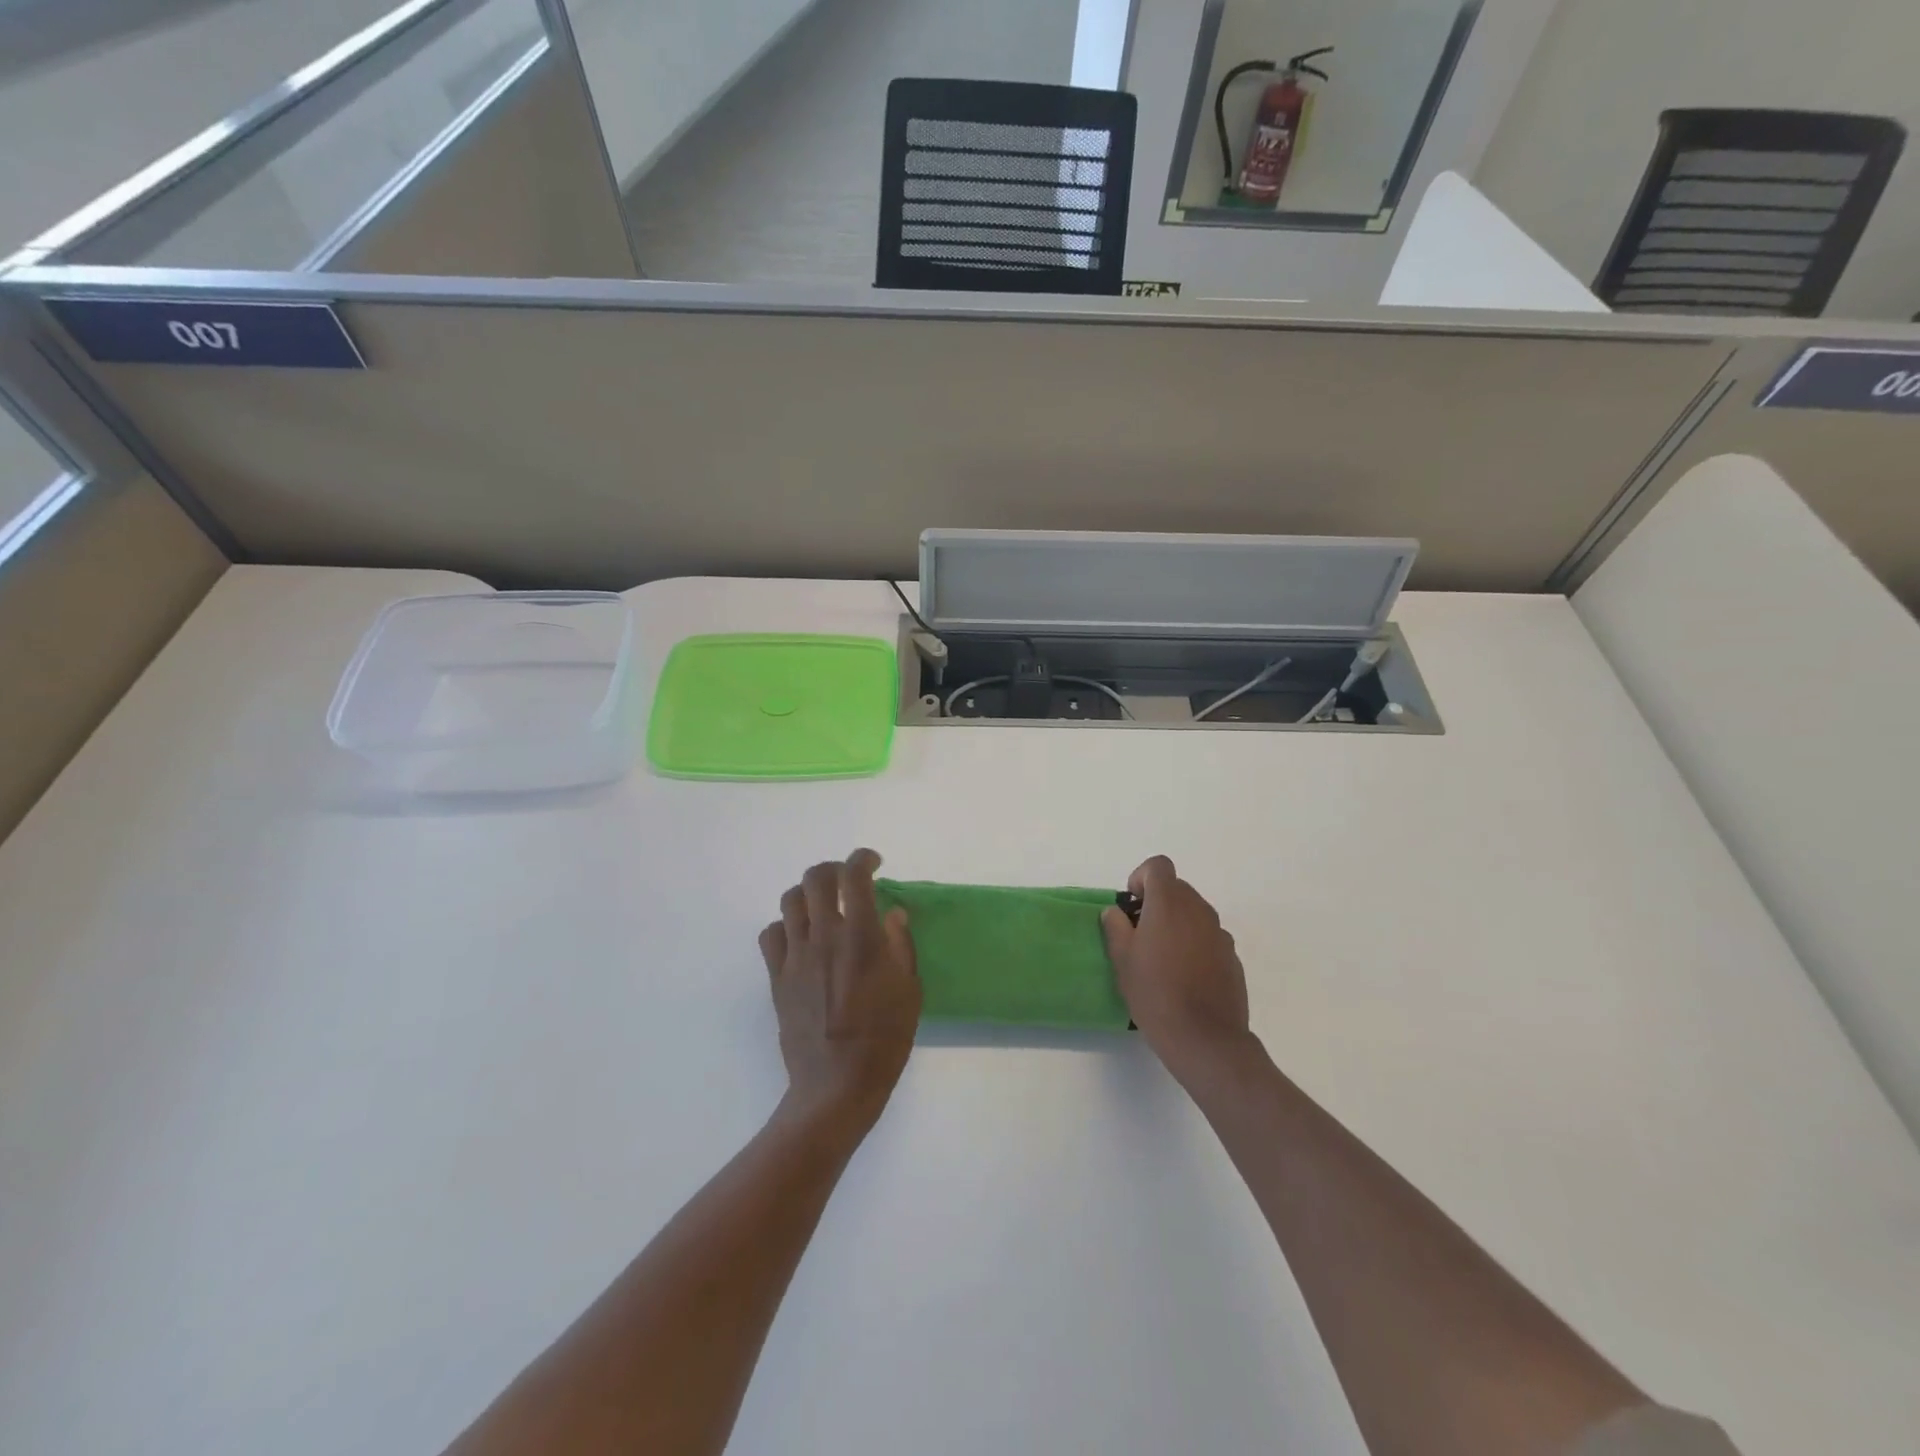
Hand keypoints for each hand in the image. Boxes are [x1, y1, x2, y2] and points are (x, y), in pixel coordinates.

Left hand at [759, 849, 920, 1131]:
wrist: (837, 1084)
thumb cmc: (884, 1038)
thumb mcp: (910, 989)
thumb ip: (900, 944)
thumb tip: (892, 912)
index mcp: (860, 936)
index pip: (854, 876)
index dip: (863, 859)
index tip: (874, 863)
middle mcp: (824, 935)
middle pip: (816, 878)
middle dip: (833, 869)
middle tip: (847, 881)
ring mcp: (795, 956)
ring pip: (789, 900)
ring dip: (808, 894)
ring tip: (822, 906)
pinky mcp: (777, 977)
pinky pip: (771, 934)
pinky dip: (785, 926)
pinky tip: (799, 939)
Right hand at [1102, 855, 1253, 1081]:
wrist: (1205, 1038)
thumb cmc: (1155, 993)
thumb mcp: (1122, 960)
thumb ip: (1116, 927)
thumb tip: (1115, 912)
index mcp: (1169, 904)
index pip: (1159, 866)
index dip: (1142, 877)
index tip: (1132, 905)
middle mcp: (1199, 910)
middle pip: (1177, 888)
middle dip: (1157, 901)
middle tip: (1141, 933)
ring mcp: (1220, 934)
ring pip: (1194, 913)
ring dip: (1177, 923)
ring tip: (1162, 958)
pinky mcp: (1232, 957)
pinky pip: (1208, 937)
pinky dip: (1195, 944)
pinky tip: (1185, 977)